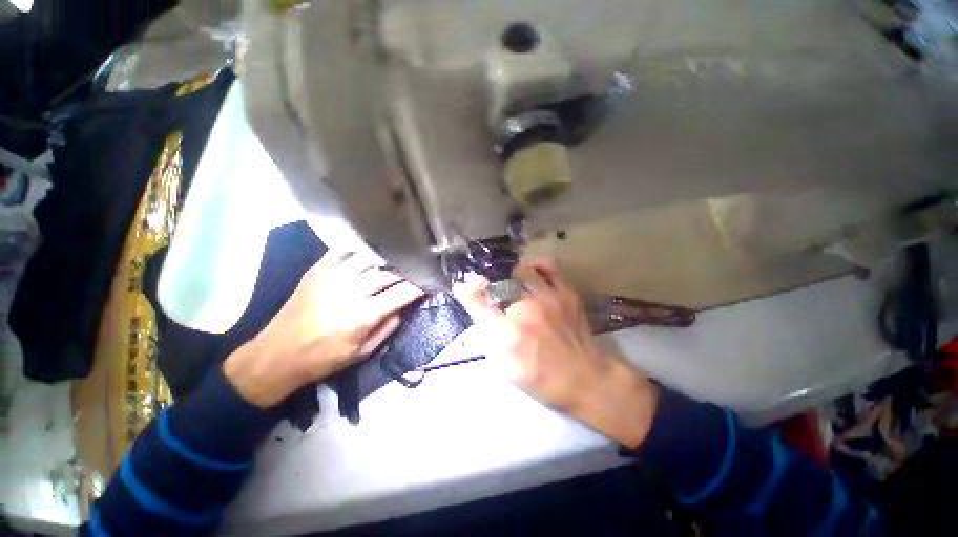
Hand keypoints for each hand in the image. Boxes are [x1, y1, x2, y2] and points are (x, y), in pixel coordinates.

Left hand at [224, 251, 424, 406]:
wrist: (276, 355)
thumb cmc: (322, 359)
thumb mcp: (361, 354)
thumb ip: (386, 329)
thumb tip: (402, 308)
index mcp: (362, 316)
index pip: (402, 293)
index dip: (420, 287)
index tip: (430, 283)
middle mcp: (349, 292)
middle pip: (389, 274)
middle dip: (408, 272)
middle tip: (417, 271)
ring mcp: (331, 278)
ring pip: (370, 260)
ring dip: (388, 260)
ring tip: (399, 259)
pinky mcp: (317, 271)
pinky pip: (343, 252)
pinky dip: (361, 250)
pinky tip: (370, 252)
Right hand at [453, 260, 657, 448]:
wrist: (584, 378)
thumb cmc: (540, 377)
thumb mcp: (504, 365)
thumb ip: (487, 335)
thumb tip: (478, 309)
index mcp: (507, 334)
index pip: (477, 302)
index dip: (465, 291)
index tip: (461, 286)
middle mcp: (525, 311)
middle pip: (498, 284)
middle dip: (491, 287)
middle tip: (494, 294)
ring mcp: (548, 298)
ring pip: (522, 270)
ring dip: (512, 276)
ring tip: (513, 282)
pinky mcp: (566, 293)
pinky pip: (549, 268)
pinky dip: (537, 266)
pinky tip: (533, 272)